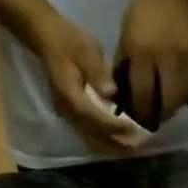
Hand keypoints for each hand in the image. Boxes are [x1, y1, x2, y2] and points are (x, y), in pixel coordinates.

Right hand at [33, 13, 130, 152]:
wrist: (48, 40)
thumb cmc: (69, 41)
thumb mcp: (86, 50)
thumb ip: (98, 73)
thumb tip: (111, 93)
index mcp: (70, 95)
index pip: (93, 118)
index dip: (114, 126)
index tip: (134, 129)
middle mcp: (68, 111)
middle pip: (93, 136)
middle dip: (116, 142)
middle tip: (139, 145)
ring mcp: (68, 116)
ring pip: (91, 139)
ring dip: (112, 146)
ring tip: (133, 147)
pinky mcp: (72, 117)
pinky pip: (90, 136)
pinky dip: (106, 141)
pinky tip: (121, 141)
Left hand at [116, 0, 187, 130]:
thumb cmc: (142, 13)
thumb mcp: (126, 41)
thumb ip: (126, 72)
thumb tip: (125, 101)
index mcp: (142, 52)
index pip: (143, 95)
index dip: (140, 113)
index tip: (138, 122)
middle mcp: (167, 57)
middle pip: (166, 102)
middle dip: (158, 113)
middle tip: (153, 116)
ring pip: (182, 98)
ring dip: (173, 105)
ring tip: (165, 103)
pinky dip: (185, 91)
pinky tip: (178, 88)